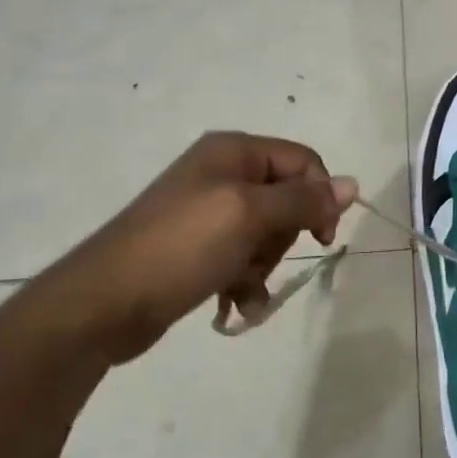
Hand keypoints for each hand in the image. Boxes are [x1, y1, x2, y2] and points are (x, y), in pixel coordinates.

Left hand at [3, 132, 355, 364]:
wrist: (103, 303)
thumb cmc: (182, 247)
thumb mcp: (249, 216)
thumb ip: (304, 200)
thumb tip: (353, 184)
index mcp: (233, 151)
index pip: (303, 162)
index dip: (320, 197)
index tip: (321, 237)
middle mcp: (221, 174)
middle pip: (287, 200)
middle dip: (282, 237)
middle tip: (259, 258)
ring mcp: (207, 213)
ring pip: (267, 235)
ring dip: (264, 266)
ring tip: (241, 287)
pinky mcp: (197, 249)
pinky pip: (243, 259)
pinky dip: (246, 282)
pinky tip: (236, 306)